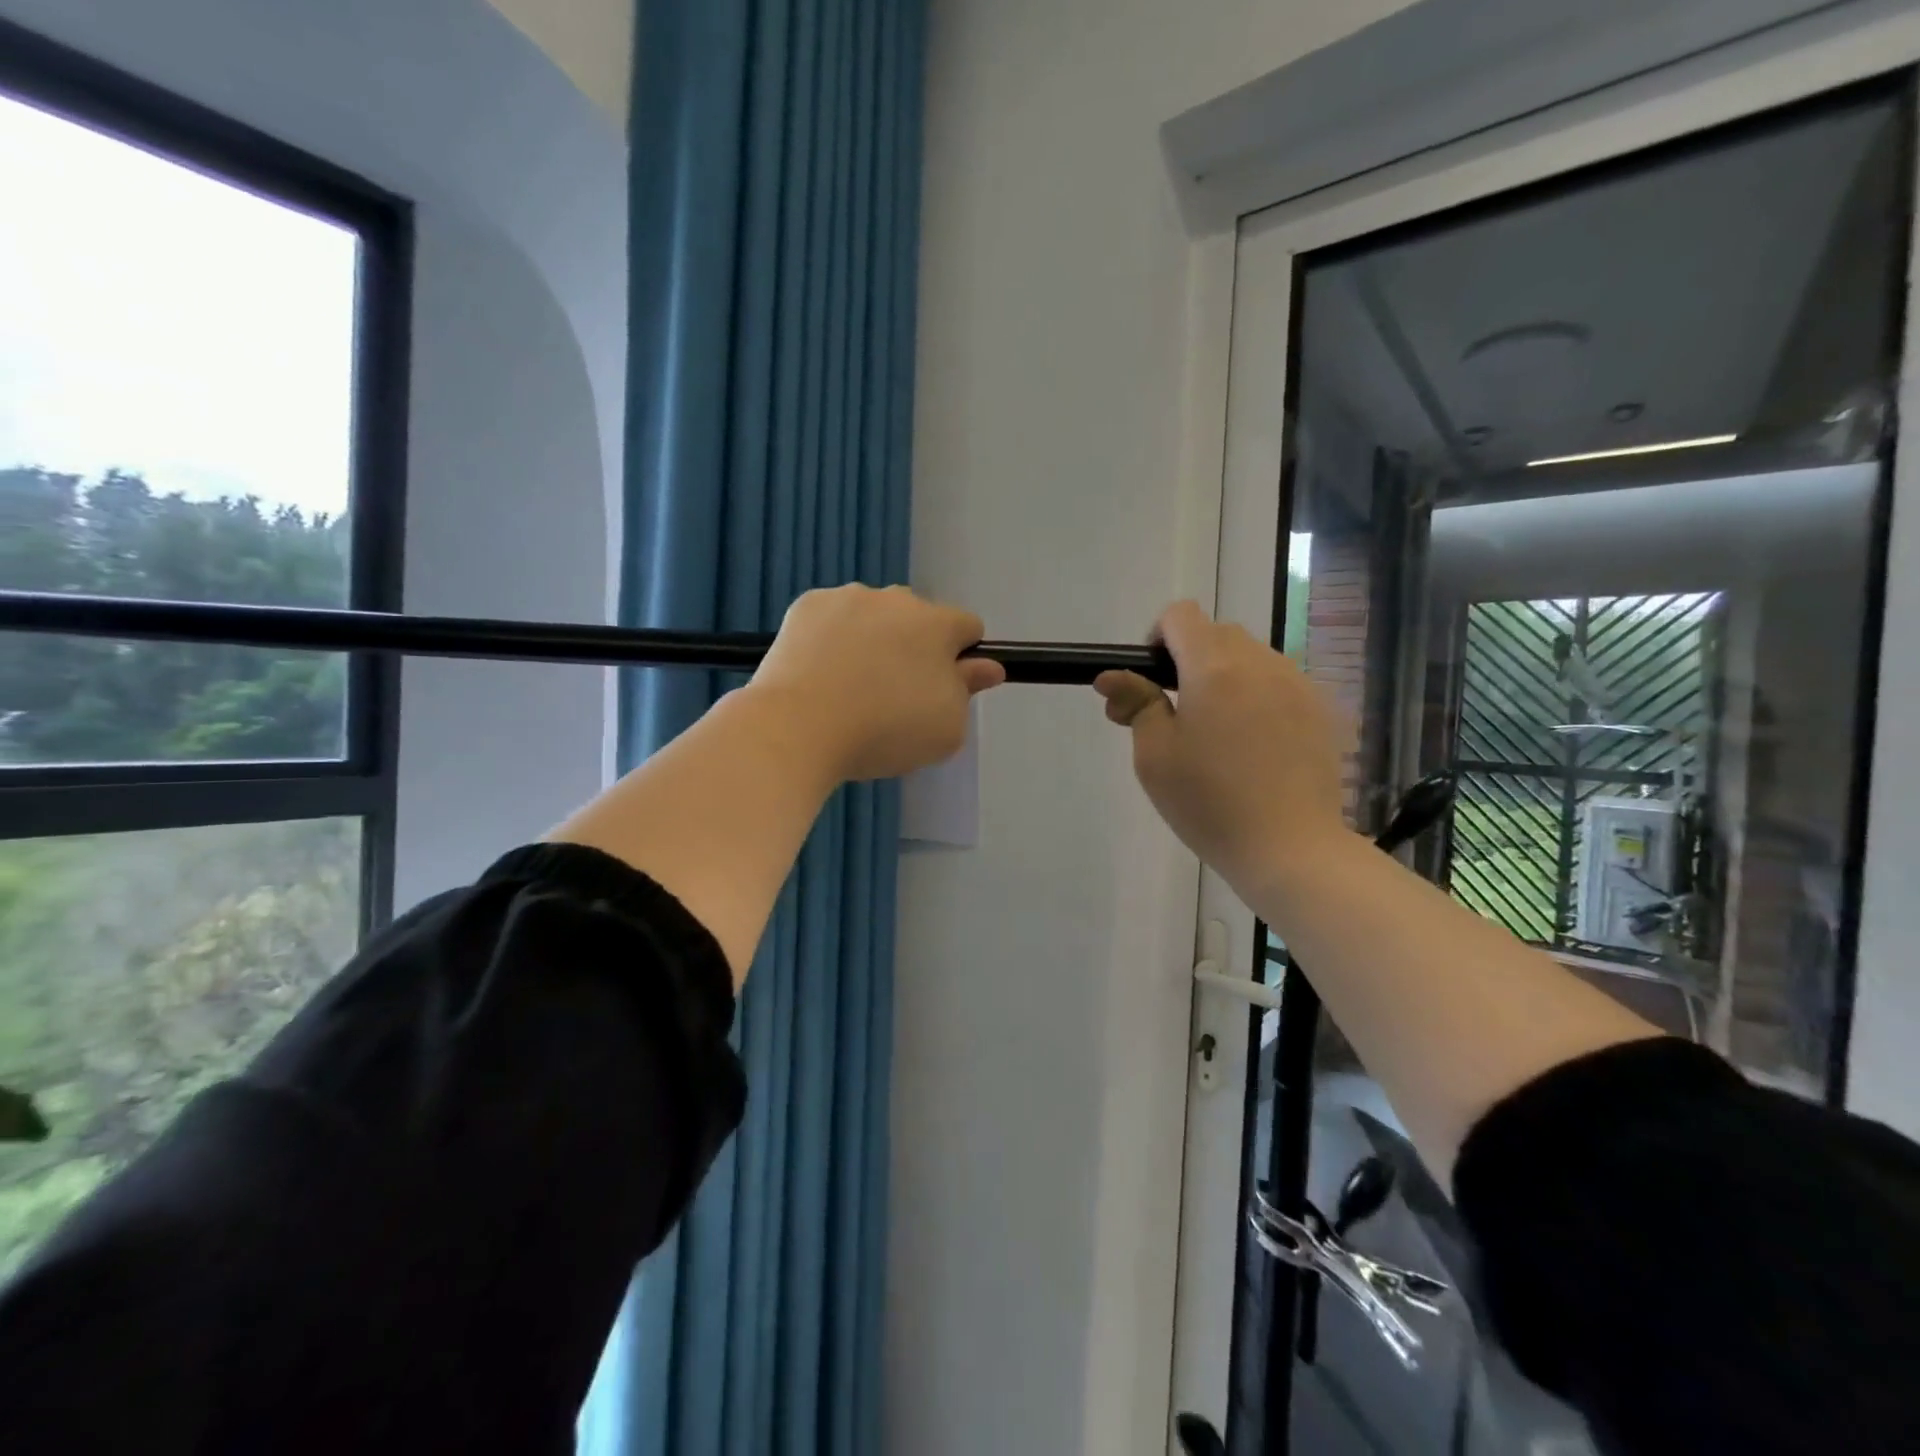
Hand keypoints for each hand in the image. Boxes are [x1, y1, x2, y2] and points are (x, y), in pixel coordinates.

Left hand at [751, 584, 1005, 781]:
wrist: (798, 727)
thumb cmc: (885, 731)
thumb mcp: (946, 728)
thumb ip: (969, 691)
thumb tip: (988, 667)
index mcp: (937, 624)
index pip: (968, 628)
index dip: (962, 658)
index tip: (943, 688)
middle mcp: (896, 598)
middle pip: (918, 619)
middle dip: (915, 647)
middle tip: (894, 694)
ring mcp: (847, 597)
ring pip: (874, 616)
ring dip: (873, 640)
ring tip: (850, 687)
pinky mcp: (806, 605)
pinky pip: (833, 619)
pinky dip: (833, 639)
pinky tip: (820, 674)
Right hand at [1095, 600, 1348, 893]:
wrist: (1290, 847)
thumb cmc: (1209, 802)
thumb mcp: (1154, 756)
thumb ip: (1135, 703)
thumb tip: (1112, 676)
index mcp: (1213, 667)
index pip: (1181, 615)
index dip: (1157, 639)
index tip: (1152, 682)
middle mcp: (1260, 662)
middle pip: (1217, 634)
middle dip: (1190, 660)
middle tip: (1177, 716)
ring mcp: (1298, 684)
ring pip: (1251, 658)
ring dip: (1226, 678)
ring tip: (1221, 736)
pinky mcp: (1321, 709)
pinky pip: (1279, 683)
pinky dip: (1259, 698)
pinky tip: (1256, 747)